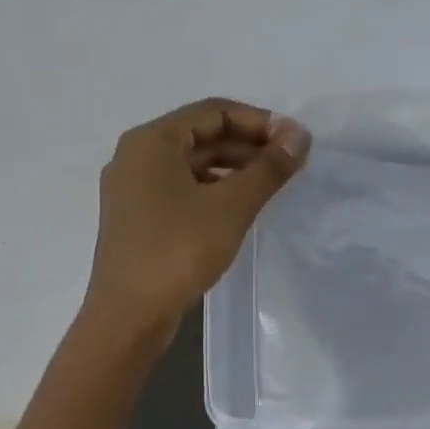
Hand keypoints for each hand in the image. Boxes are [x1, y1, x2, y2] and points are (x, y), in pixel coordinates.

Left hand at [84, 98, 310, 341]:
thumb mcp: (231, 207)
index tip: (294, 142)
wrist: (129, 316)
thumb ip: (268, 168)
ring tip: (270, 187)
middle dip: (247, 146)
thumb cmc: (178, 251)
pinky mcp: (136, 219)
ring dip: (231, 170)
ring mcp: (132, 190)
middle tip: (288, 164)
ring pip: (190, 166)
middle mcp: (135, 157)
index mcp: (151, 141)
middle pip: (200, 136)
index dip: (259, 122)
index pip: (213, 112)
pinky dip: (211, 191)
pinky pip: (180, 190)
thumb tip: (300, 136)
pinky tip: (238, 210)